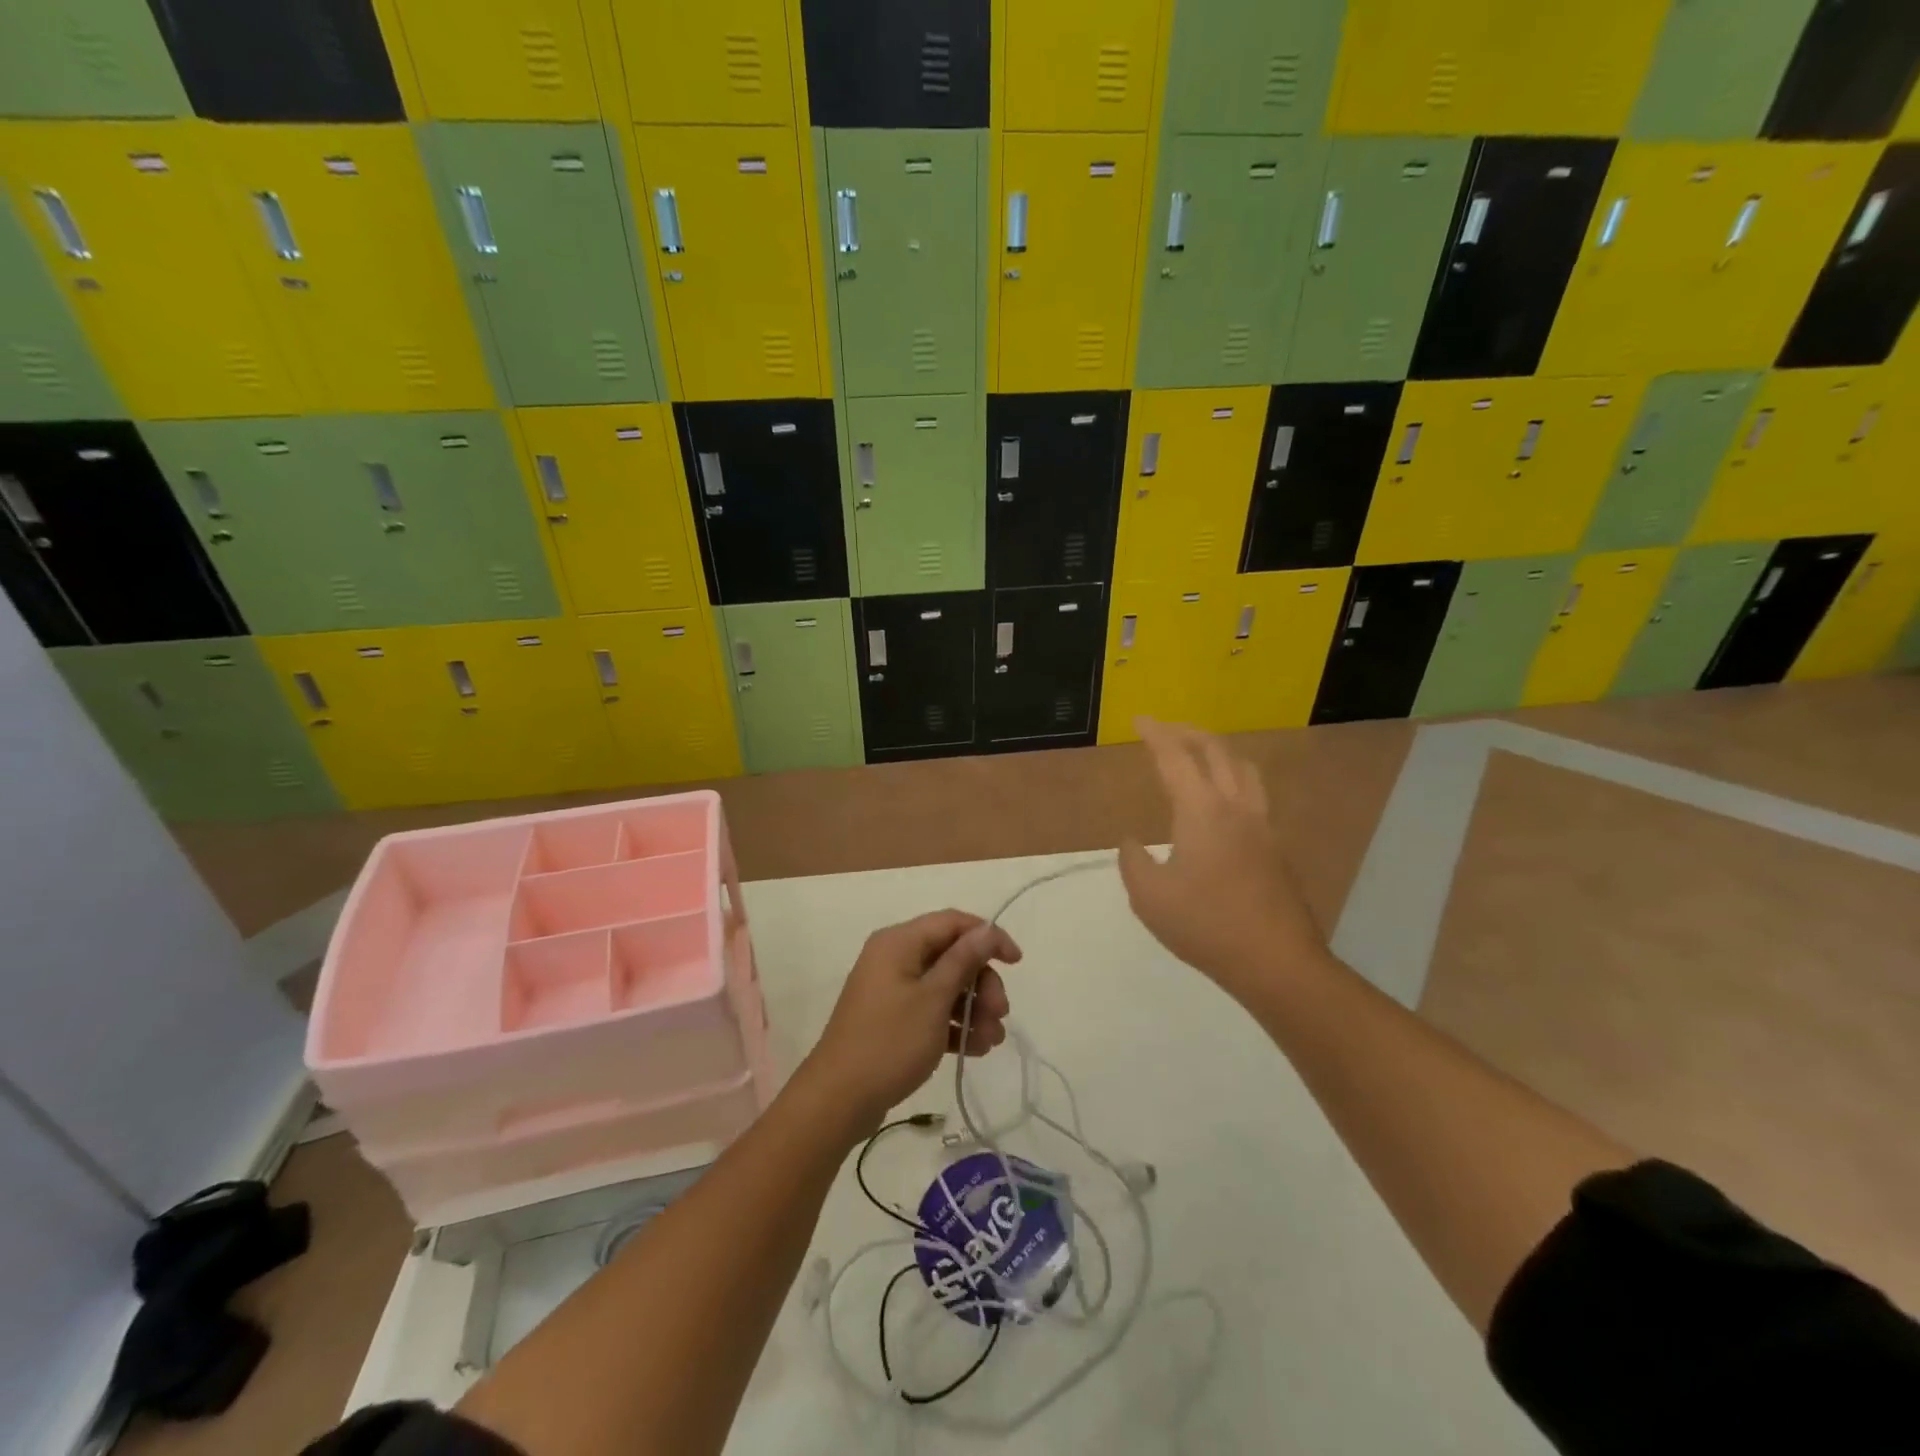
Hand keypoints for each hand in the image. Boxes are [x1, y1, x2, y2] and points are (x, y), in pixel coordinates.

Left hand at [798, 911, 1020, 1137]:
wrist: (838, 1099)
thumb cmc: (889, 1041)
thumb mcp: (933, 999)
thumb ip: (963, 960)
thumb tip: (986, 929)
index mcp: (899, 942)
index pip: (953, 923)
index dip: (988, 937)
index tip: (1016, 962)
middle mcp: (895, 958)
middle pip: (952, 956)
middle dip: (981, 983)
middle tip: (1000, 1014)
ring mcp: (892, 990)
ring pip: (945, 986)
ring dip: (973, 1008)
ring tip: (991, 1041)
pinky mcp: (892, 1019)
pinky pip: (931, 1010)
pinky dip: (954, 1025)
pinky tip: (976, 1049)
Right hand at [1119, 718, 1329, 1000]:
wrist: (1275, 961)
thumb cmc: (1206, 926)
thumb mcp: (1149, 897)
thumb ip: (1132, 862)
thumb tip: (1131, 841)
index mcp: (1202, 811)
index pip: (1175, 757)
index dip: (1155, 734)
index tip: (1139, 720)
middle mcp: (1236, 807)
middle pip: (1216, 750)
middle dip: (1188, 732)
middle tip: (1164, 730)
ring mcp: (1261, 825)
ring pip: (1244, 768)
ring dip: (1218, 751)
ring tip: (1198, 754)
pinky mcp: (1275, 847)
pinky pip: (1254, 793)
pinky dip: (1233, 777)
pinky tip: (1221, 801)